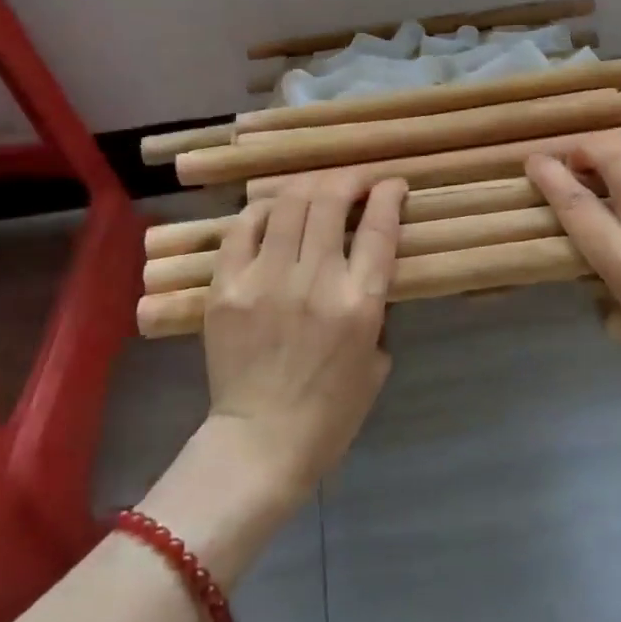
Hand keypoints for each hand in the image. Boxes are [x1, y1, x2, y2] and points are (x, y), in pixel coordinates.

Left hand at [200, 174, 406, 503]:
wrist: (262, 442)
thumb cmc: (331, 410)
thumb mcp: (376, 358)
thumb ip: (374, 306)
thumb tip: (364, 266)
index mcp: (359, 303)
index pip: (379, 226)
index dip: (389, 194)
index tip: (393, 185)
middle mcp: (314, 281)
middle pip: (331, 200)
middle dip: (350, 179)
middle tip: (356, 182)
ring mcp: (265, 280)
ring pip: (288, 203)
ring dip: (309, 186)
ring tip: (317, 189)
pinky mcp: (227, 287)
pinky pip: (242, 228)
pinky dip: (262, 211)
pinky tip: (273, 212)